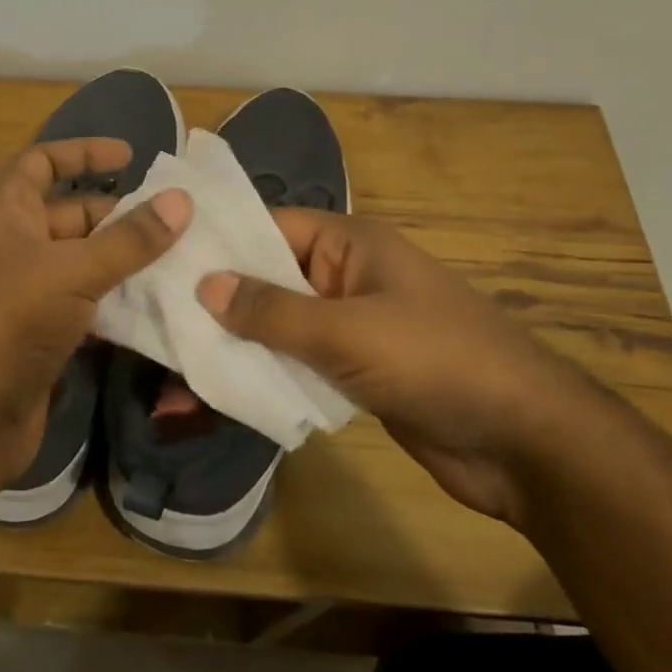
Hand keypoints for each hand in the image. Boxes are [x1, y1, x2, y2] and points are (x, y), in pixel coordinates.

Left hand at [0, 138, 191, 494]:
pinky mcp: (39, 336)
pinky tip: (157, 307)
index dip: (83, 153)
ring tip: (181, 260)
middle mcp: (11, 246)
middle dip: (118, 215)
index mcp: (3, 212)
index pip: (41, 163)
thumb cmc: (7, 322)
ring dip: (124, 262)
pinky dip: (116, 304)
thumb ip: (130, 239)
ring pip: (81, 264)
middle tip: (175, 220)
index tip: (131, 156)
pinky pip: (84, 306)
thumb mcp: (73, 271)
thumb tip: (182, 200)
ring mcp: (23, 294)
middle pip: (69, 216)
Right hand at [197, 209, 606, 523]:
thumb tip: (204, 284)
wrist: (524, 443)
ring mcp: (348, 328)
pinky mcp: (352, 374)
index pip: (267, 228)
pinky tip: (212, 397)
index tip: (157, 255)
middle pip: (266, 280)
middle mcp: (344, 277)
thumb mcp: (348, 330)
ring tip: (167, 366)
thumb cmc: (437, 360)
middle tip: (147, 315)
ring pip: (275, 327)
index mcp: (349, 244)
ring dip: (230, 345)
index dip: (215, 240)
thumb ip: (272, 310)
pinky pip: (294, 366)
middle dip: (213, 300)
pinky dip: (259, 377)